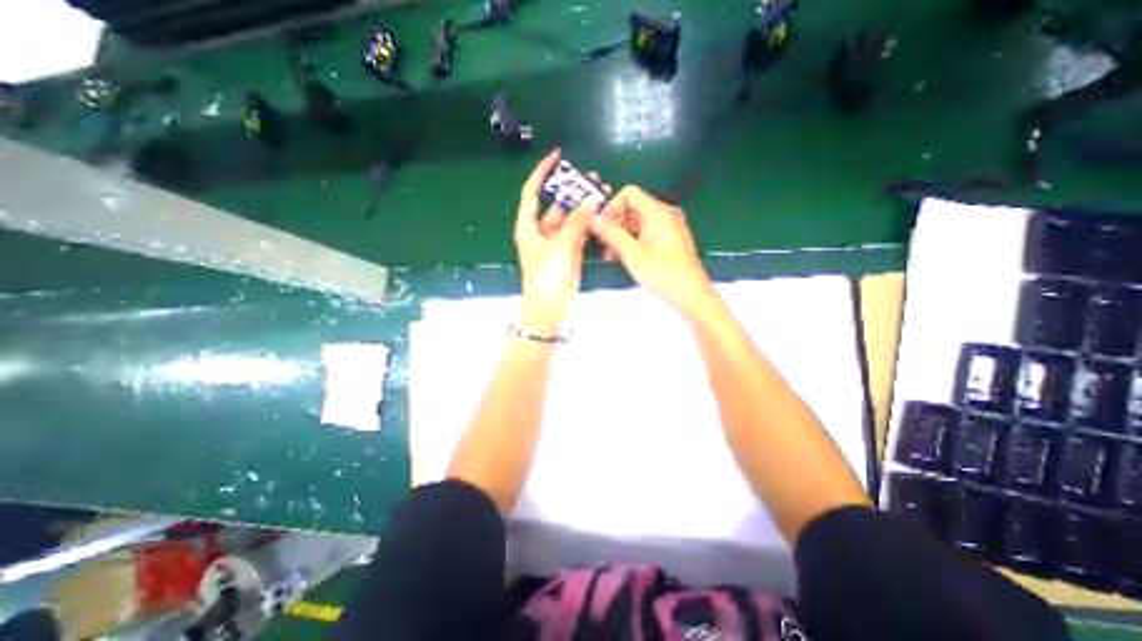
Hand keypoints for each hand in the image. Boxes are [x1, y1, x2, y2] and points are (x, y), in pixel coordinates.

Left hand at [513, 150, 601, 335]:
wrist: (549, 309)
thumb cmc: (547, 277)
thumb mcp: (561, 247)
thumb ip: (577, 222)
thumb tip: (591, 199)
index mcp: (529, 226)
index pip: (532, 192)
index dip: (542, 172)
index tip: (557, 156)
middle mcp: (540, 231)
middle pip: (556, 204)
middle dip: (572, 190)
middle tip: (593, 178)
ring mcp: (555, 242)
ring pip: (569, 218)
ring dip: (583, 207)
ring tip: (602, 192)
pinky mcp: (568, 252)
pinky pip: (578, 232)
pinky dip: (587, 223)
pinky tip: (600, 213)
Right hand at [588, 185, 710, 316]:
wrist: (690, 295)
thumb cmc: (662, 273)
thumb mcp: (631, 253)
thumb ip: (611, 233)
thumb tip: (593, 219)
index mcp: (657, 211)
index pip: (629, 193)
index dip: (611, 207)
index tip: (601, 227)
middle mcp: (665, 214)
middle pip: (633, 207)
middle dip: (615, 223)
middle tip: (603, 244)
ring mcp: (669, 227)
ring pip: (638, 222)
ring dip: (622, 234)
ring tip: (611, 255)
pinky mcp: (671, 240)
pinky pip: (647, 233)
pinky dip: (633, 241)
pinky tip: (625, 257)